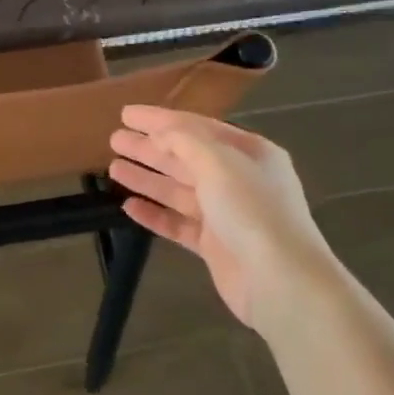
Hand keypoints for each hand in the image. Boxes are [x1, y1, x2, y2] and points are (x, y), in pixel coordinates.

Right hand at [109, 106, 333, 330]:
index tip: (127, 114)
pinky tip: (129, 207)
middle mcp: (239, 179)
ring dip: (147, 178)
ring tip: (113, 168)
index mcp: (249, 152)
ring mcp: (226, 214)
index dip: (160, 119)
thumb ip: (185, 141)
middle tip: (114, 139)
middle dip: (150, 148)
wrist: (280, 280)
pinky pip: (178, 224)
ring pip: (178, 190)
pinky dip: (154, 214)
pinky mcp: (214, 245)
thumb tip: (159, 133)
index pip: (197, 127)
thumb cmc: (252, 210)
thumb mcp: (219, 162)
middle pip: (185, 158)